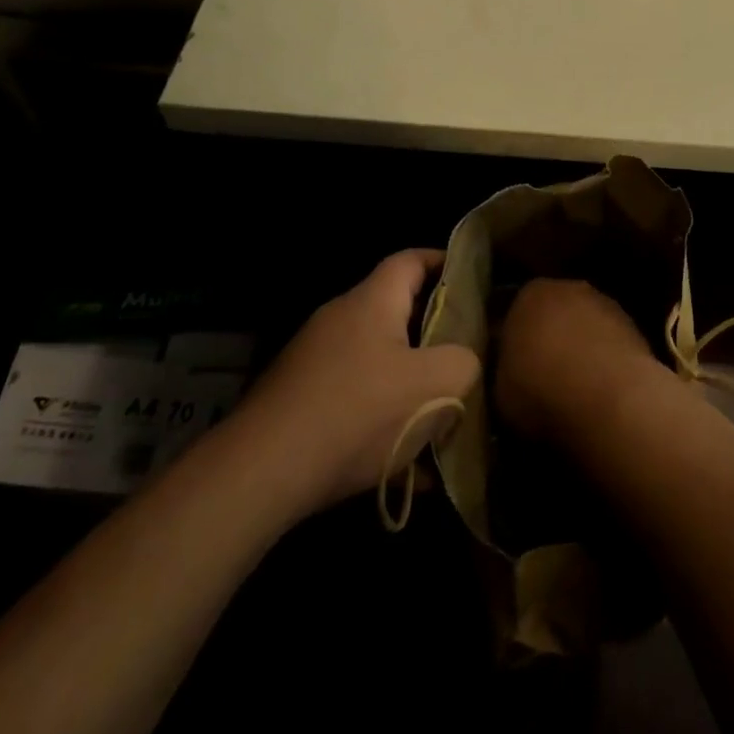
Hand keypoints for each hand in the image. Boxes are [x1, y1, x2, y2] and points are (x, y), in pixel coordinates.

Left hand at [239, 250, 478, 516]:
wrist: (260, 473)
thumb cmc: (357, 413)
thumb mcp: (434, 386)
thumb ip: (464, 362)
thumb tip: (465, 361)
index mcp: (372, 301)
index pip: (412, 259)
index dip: (444, 263)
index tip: (472, 282)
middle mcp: (340, 319)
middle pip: (397, 313)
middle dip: (434, 337)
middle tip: (465, 359)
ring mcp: (314, 361)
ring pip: (378, 364)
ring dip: (409, 388)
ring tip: (440, 424)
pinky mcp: (298, 402)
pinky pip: (354, 401)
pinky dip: (381, 424)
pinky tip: (404, 472)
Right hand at [496, 278, 660, 441]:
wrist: (608, 399)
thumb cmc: (541, 391)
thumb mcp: (501, 389)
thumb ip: (506, 368)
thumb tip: (513, 370)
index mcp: (529, 294)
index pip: (516, 311)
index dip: (516, 340)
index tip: (515, 366)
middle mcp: (569, 287)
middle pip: (555, 311)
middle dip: (551, 335)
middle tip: (545, 373)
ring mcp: (606, 304)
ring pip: (586, 324)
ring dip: (582, 345)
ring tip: (577, 385)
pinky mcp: (636, 327)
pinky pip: (611, 342)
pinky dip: (606, 359)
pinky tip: (602, 388)